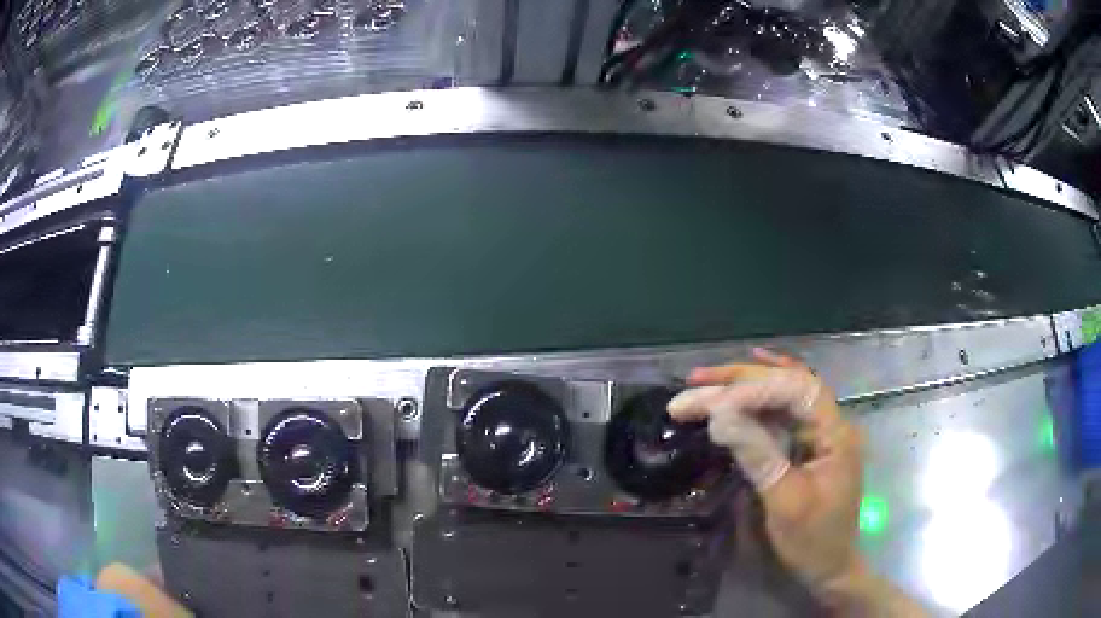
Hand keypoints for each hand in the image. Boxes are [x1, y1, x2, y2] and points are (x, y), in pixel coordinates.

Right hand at [668, 349, 924, 615]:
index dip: (757, 387)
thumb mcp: (784, 500)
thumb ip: (758, 455)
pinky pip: (782, 414)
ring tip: (703, 383)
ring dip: (743, 388)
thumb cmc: (811, 539)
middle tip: (696, 379)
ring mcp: (819, 433)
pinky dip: (758, 400)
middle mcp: (830, 423)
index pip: (799, 390)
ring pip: (782, 396)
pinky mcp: (806, 446)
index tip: (716, 398)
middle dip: (742, 380)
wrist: (828, 566)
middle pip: (788, 385)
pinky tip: (743, 385)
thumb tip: (721, 417)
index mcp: (835, 433)